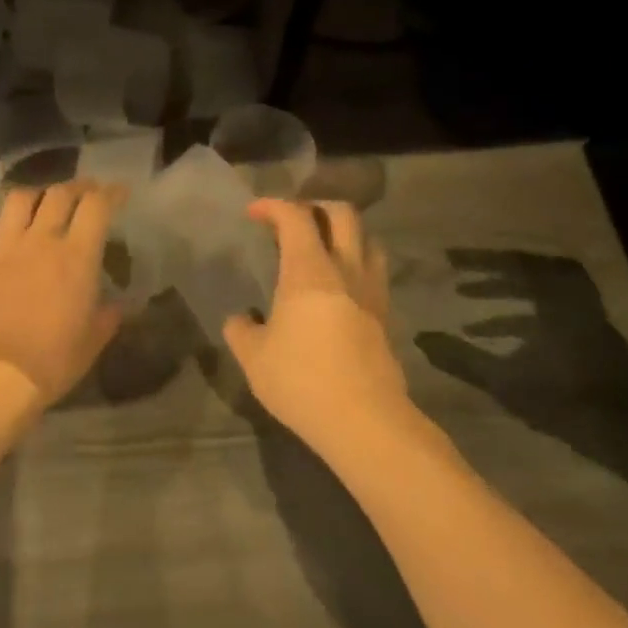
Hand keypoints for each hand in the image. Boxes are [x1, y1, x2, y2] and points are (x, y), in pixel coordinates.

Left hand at [0, 181, 124, 415]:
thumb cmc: (52, 360)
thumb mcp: (93, 341)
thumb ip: (108, 316)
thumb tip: (116, 305)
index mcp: (76, 257)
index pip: (96, 206)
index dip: (110, 193)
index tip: (119, 193)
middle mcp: (41, 240)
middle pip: (59, 193)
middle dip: (77, 188)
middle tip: (84, 194)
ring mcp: (4, 247)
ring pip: (18, 199)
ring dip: (35, 195)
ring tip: (41, 204)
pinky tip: (2, 229)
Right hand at [223, 200, 408, 447]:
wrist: (365, 421)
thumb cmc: (301, 381)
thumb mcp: (253, 358)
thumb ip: (241, 330)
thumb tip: (240, 320)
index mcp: (309, 272)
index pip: (295, 218)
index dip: (273, 206)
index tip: (254, 213)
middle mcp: (346, 271)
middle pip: (343, 215)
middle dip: (316, 207)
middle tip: (293, 221)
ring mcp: (372, 293)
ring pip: (368, 241)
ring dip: (345, 234)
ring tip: (322, 250)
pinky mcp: (386, 317)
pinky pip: (374, 273)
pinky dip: (356, 265)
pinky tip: (339, 290)